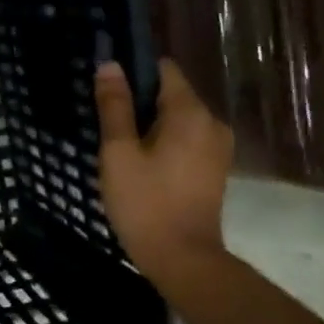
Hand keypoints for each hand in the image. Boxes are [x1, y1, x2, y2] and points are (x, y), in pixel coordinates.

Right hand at [93, 59, 232, 282]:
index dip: (133, 71)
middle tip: (105, 123)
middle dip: (139, 101)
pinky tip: (141, 164)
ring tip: (120, 146)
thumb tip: (109, 65)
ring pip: (178, 119)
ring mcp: (218, 147)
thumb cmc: (144, 203)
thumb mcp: (118, 152)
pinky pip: (186, 139)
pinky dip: (164, 142)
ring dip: (150, 124)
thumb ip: (115, 107)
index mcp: (190, 113)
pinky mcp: (215, 168)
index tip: (106, 88)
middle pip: (172, 94)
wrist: (182, 258)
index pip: (164, 69)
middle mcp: (212, 122)